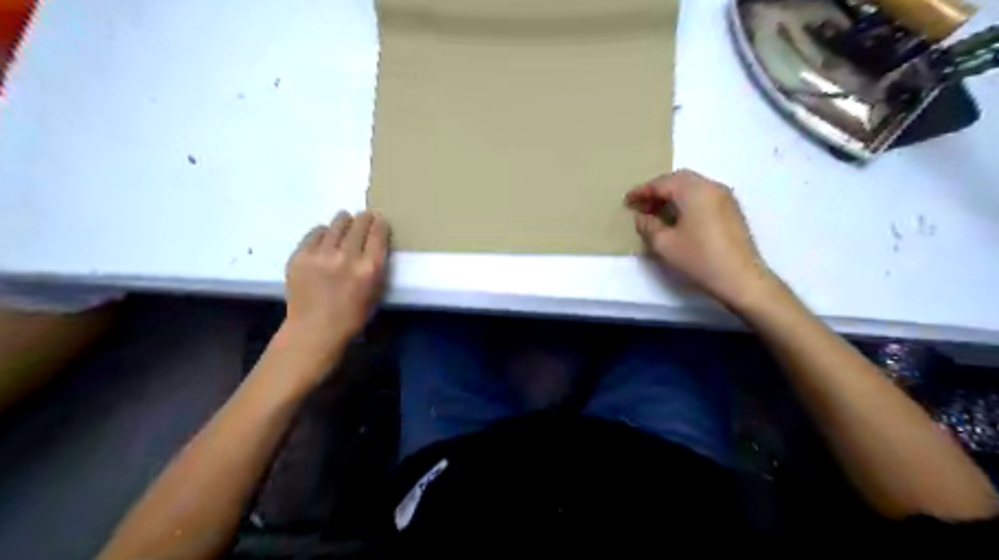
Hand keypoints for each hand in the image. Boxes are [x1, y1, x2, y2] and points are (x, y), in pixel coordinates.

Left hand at [282, 211, 390, 358]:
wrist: (314, 329)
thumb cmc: (352, 316)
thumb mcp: (376, 292)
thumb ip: (376, 266)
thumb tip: (374, 243)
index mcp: (369, 268)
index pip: (378, 233)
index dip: (380, 223)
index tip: (380, 219)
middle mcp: (346, 256)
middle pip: (358, 224)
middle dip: (364, 218)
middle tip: (365, 216)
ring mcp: (320, 255)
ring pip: (336, 224)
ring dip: (344, 221)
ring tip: (345, 220)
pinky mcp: (300, 255)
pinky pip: (315, 233)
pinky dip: (324, 232)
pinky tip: (326, 235)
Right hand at [626, 171, 774, 310]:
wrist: (741, 278)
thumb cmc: (699, 259)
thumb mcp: (664, 244)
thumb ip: (648, 226)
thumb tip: (642, 217)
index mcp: (693, 191)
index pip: (662, 183)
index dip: (642, 191)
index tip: (627, 201)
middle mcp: (711, 187)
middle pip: (679, 179)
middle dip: (658, 190)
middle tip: (642, 205)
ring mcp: (725, 197)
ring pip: (692, 186)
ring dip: (672, 195)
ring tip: (657, 212)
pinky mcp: (731, 210)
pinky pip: (703, 196)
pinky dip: (686, 201)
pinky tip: (678, 218)